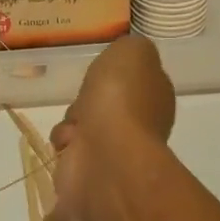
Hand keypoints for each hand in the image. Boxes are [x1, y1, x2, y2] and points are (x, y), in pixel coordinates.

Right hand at [50, 35, 175, 220]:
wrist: (106, 155)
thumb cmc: (121, 98)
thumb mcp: (133, 51)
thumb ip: (132, 48)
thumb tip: (127, 57)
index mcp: (155, 95)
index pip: (133, 81)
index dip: (113, 75)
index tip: (102, 73)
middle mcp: (141, 124)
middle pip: (104, 104)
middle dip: (86, 100)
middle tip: (85, 100)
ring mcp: (117, 152)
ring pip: (84, 127)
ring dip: (72, 123)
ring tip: (74, 126)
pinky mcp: (92, 172)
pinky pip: (70, 151)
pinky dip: (64, 144)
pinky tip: (68, 144)